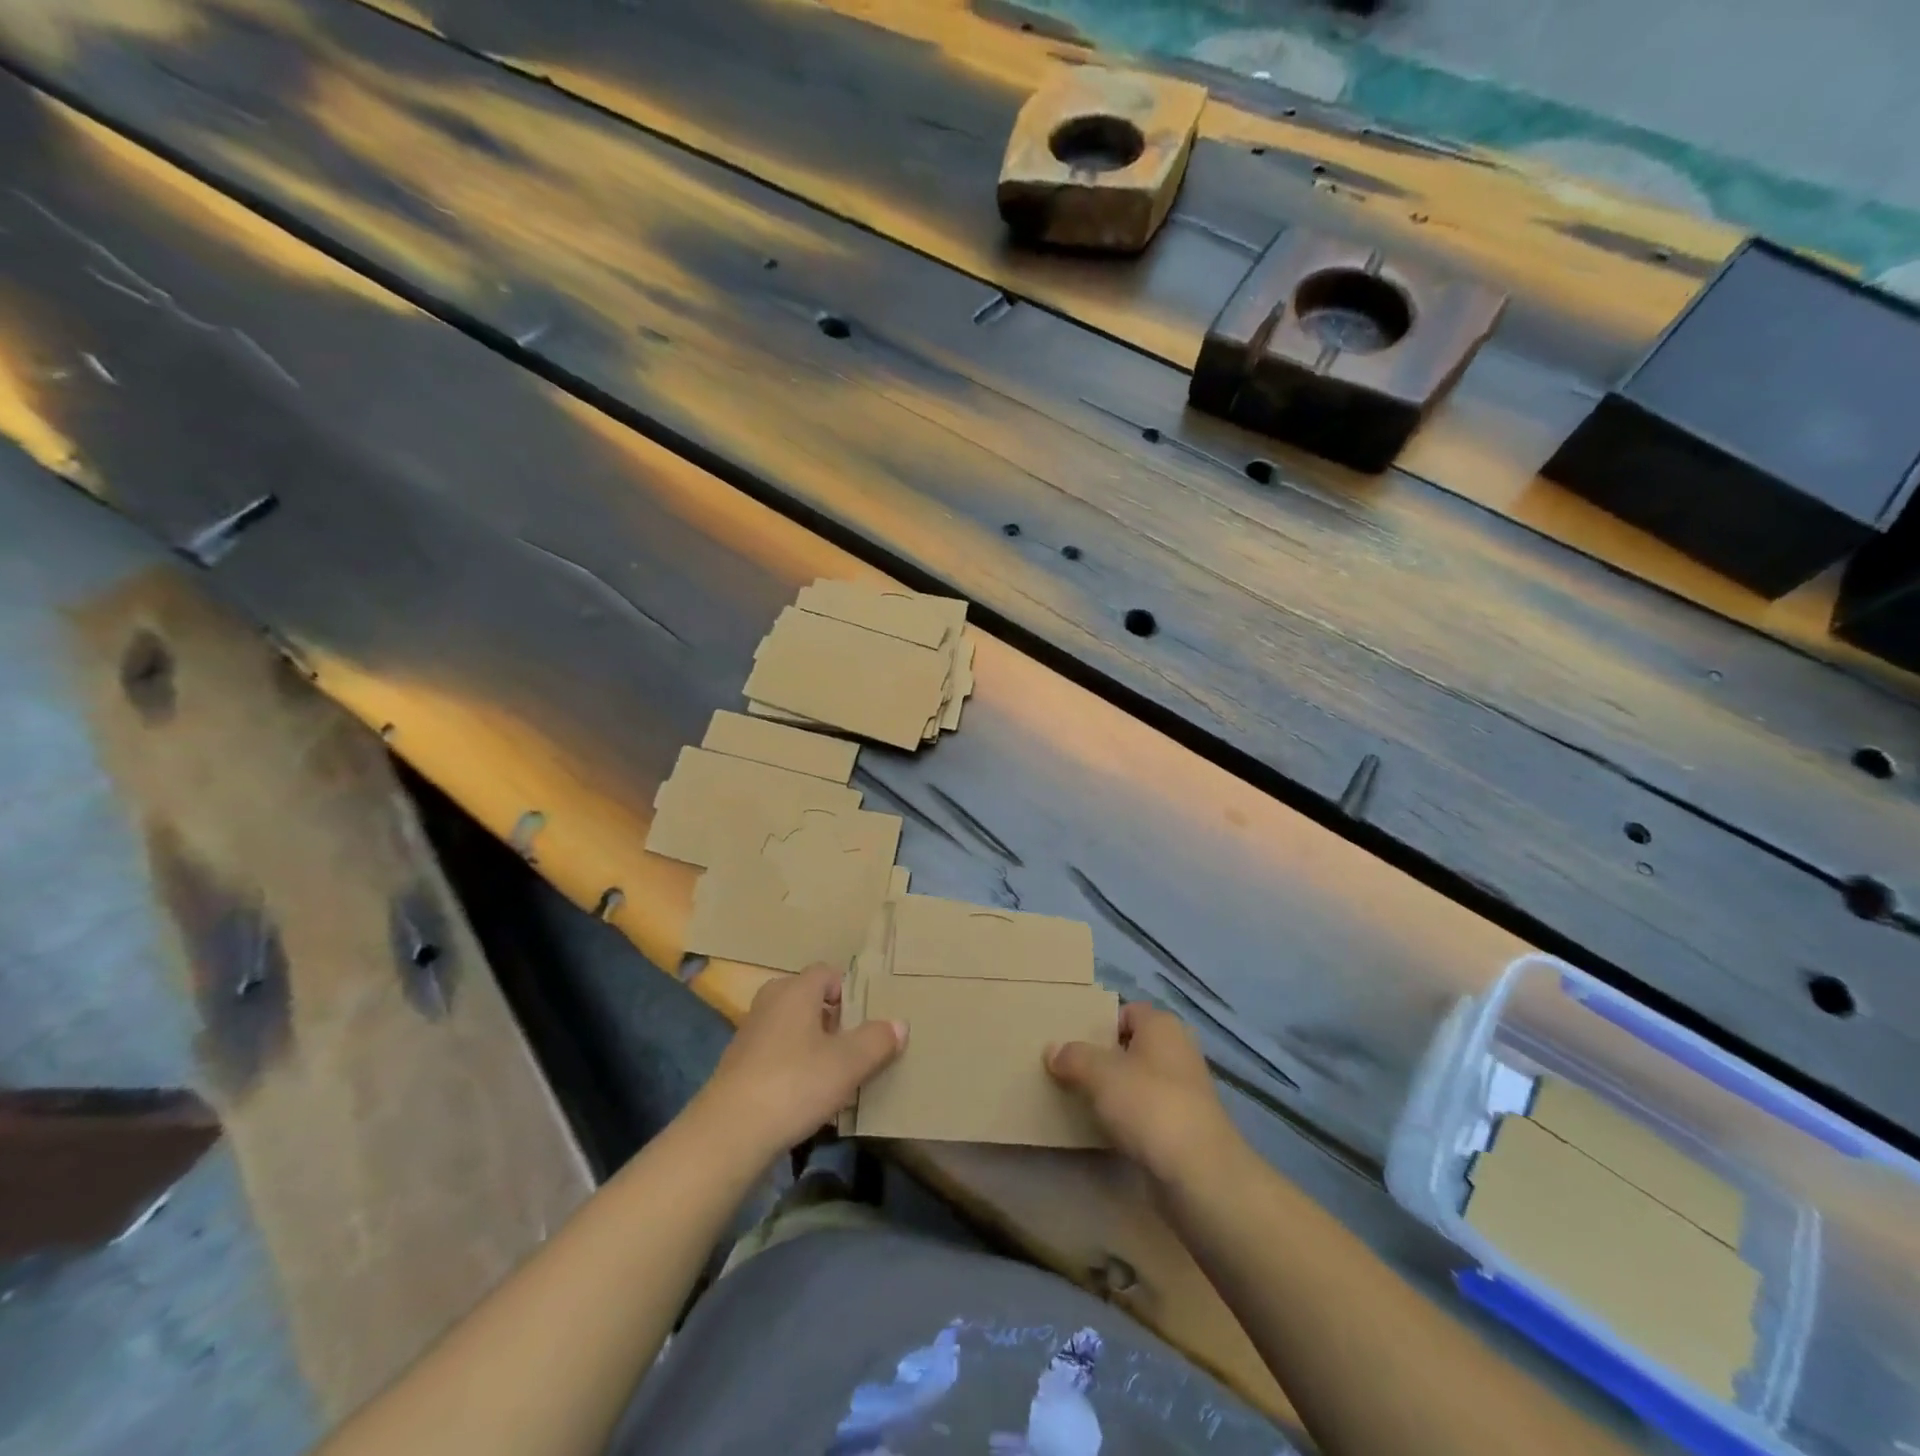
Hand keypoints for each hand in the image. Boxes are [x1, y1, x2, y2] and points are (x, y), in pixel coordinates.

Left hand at [698, 964, 904, 1159]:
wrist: (730, 1133)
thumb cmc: (795, 1083)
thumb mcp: (849, 1063)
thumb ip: (877, 1040)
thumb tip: (898, 1024)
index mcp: (796, 989)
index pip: (828, 973)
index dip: (850, 992)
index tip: (866, 1019)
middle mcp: (770, 1001)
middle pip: (808, 999)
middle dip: (832, 1019)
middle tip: (854, 1046)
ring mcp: (750, 1033)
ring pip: (792, 1028)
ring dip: (813, 1045)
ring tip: (835, 1075)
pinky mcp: (739, 1065)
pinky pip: (776, 1054)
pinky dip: (793, 1066)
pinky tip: (806, 1096)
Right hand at [1047, 1003, 1241, 1189]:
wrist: (1199, 1173)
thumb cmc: (1149, 1105)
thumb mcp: (1100, 1073)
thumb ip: (1073, 1057)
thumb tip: (1052, 1050)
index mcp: (1162, 1025)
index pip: (1126, 1011)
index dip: (1099, 1025)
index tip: (1073, 1046)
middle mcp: (1178, 1049)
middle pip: (1132, 1046)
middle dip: (1104, 1059)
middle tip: (1072, 1072)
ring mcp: (1186, 1089)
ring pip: (1140, 1080)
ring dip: (1115, 1090)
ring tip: (1083, 1102)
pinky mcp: (1187, 1125)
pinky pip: (1149, 1110)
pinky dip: (1130, 1117)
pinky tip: (1109, 1131)